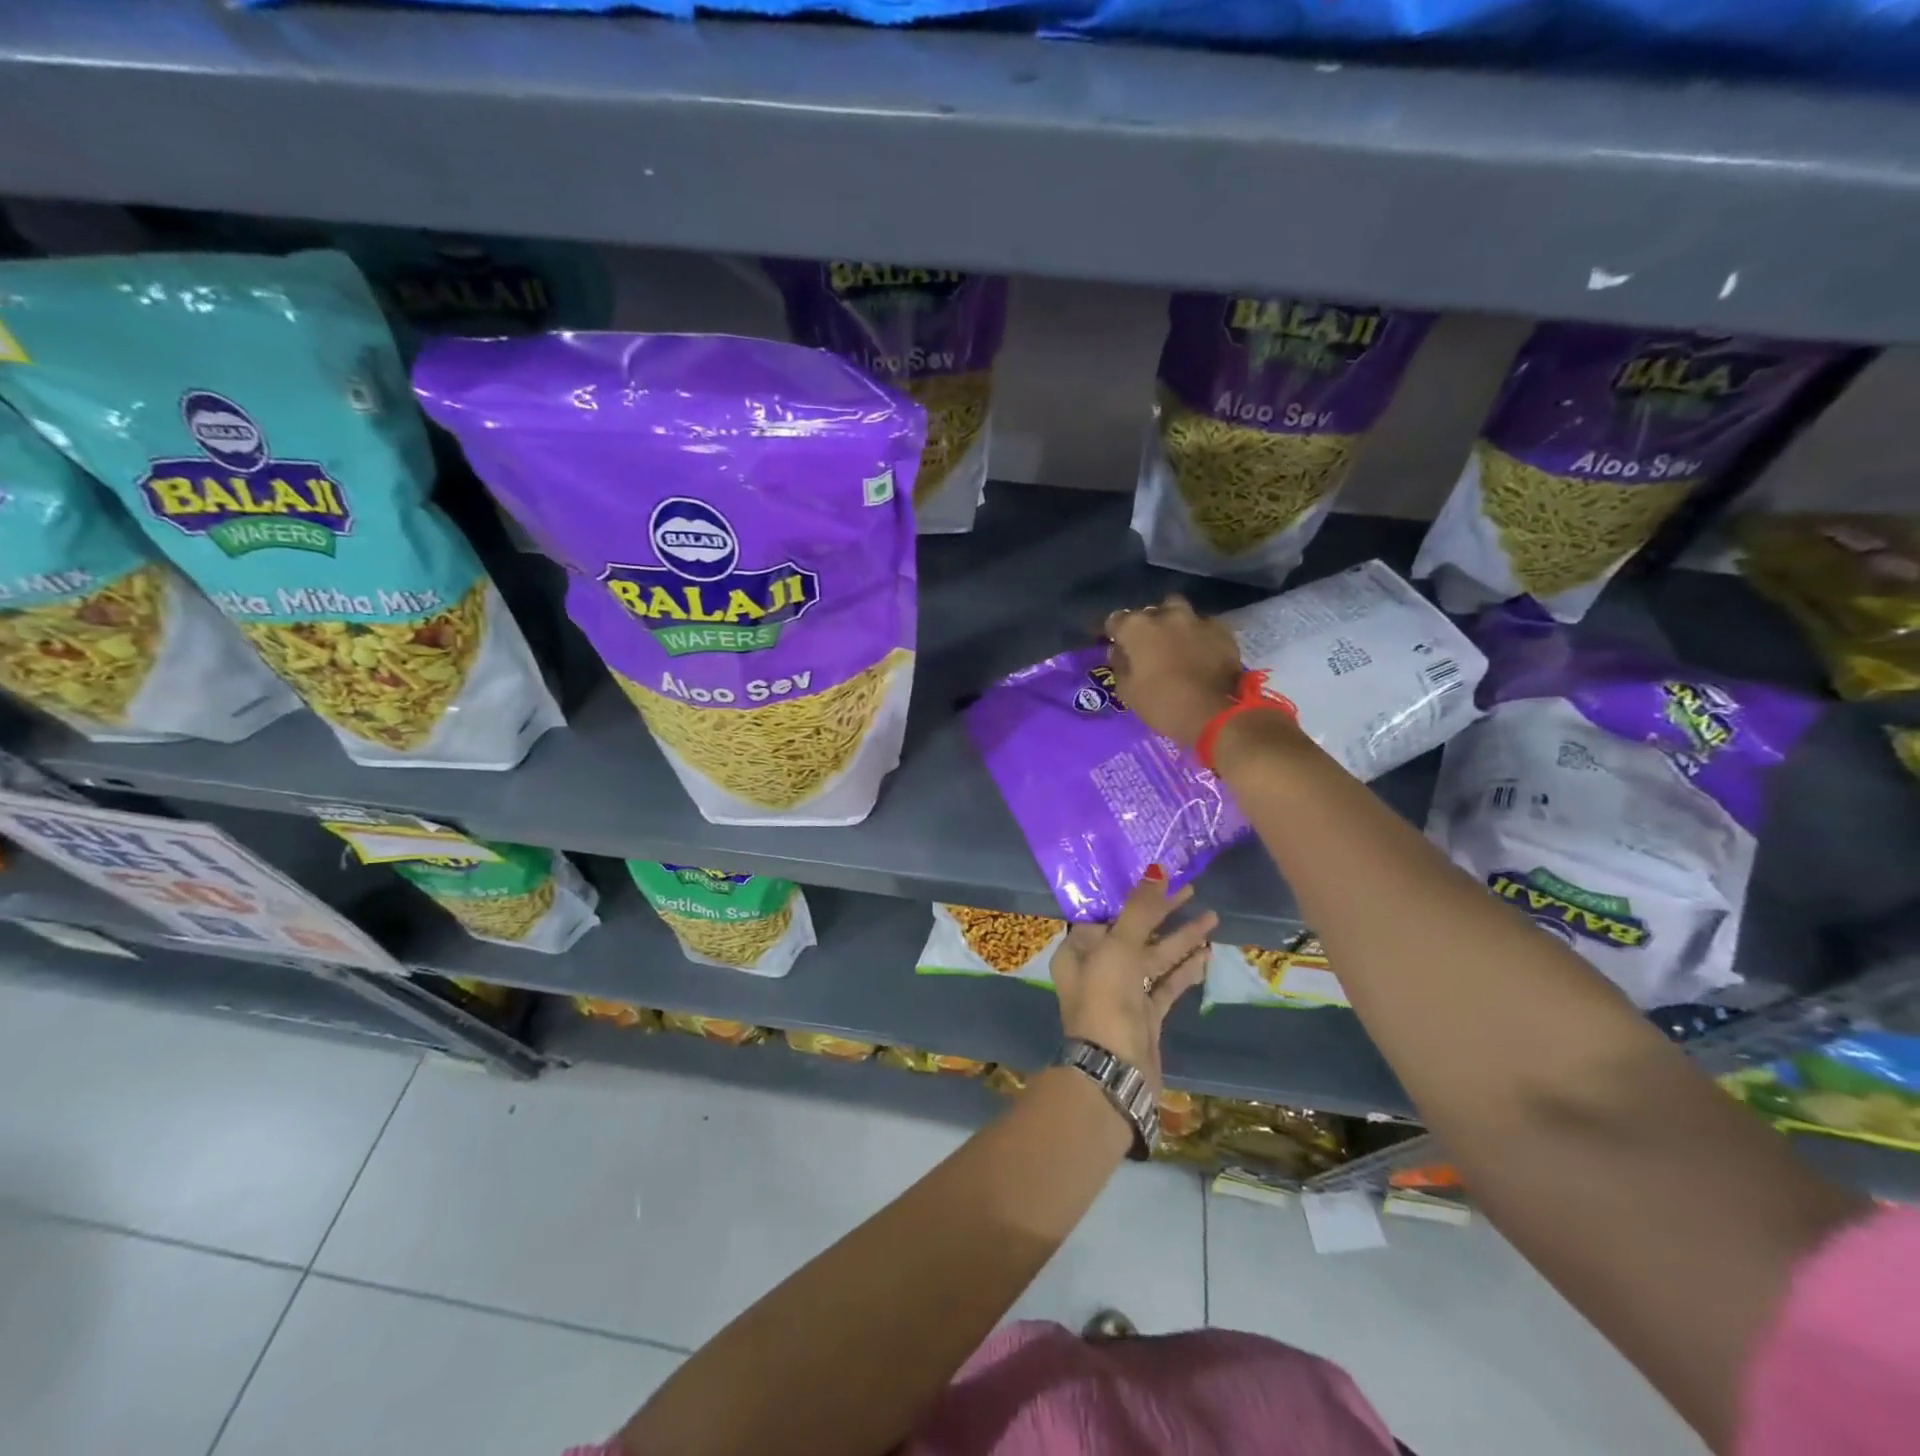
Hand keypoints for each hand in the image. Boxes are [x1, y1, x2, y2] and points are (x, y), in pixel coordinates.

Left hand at [1049, 870, 1216, 1091]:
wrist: (1115, 1071)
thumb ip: (1139, 910)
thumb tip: (1155, 870)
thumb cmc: (1106, 1000)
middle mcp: (1097, 969)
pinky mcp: (1145, 1016)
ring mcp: (1122, 994)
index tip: (1161, 880)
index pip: (1109, 915)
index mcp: (1079, 952)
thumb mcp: (1119, 947)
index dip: (1134, 898)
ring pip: (1154, 958)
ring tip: (1211, 918)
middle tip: (1192, 890)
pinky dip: (1184, 969)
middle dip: (1162, 914)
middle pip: (1134, 933)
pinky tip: (1206, 953)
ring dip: (1180, 939)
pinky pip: (1166, 984)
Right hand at [1105, 595, 1242, 747]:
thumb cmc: (1162, 704)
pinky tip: (1201, 653)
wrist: (1214, 714)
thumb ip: (1120, 665)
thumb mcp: (1127, 691)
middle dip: (1147, 625)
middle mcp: (1165, 615)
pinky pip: (1204, 627)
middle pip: (1150, 612)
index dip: (1115, 634)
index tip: (1119, 647)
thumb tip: (1119, 652)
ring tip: (1176, 644)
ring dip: (1174, 624)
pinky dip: (1199, 636)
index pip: (1116, 620)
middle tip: (1149, 647)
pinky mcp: (1221, 630)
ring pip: (1179, 612)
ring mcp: (1196, 619)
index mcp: (1137, 627)